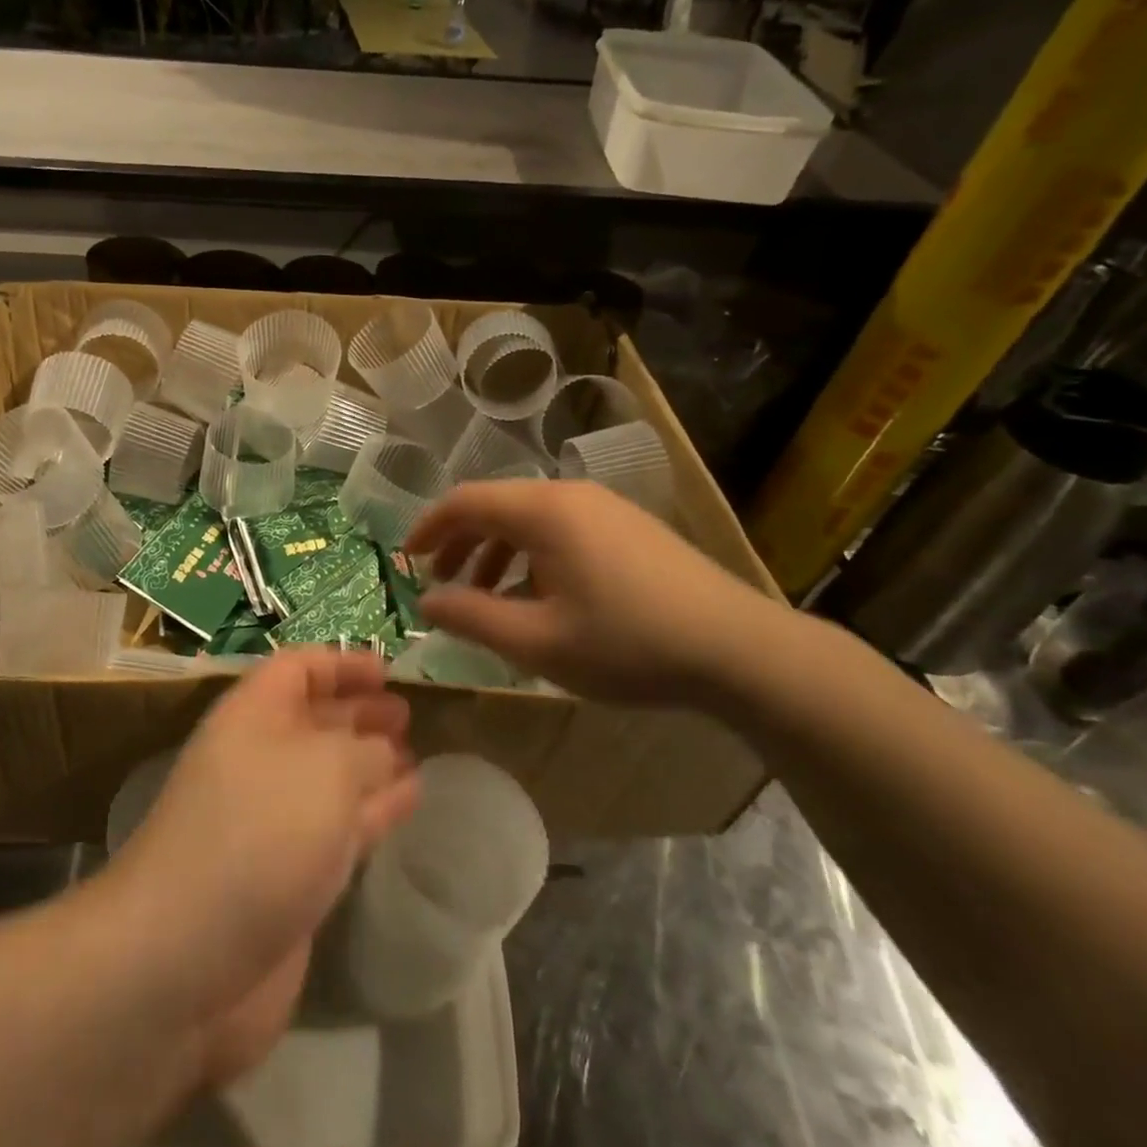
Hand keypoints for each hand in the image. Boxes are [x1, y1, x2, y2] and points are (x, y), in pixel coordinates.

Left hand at [105, 649, 418, 1085]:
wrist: (189, 957)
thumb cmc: (259, 831)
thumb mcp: (326, 768)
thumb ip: (366, 750)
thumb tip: (384, 752)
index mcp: (252, 715)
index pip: (298, 668)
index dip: (342, 663)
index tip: (389, 670)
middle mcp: (259, 759)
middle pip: (314, 721)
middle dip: (360, 713)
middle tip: (410, 713)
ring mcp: (272, 820)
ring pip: (330, 776)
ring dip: (372, 763)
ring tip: (416, 752)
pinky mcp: (288, 874)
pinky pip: (339, 827)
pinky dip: (374, 810)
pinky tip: (409, 800)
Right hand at [405, 479, 787, 708]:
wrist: (739, 650)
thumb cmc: (627, 644)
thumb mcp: (537, 641)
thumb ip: (472, 617)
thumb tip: (426, 602)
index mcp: (544, 511)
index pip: (465, 501)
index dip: (429, 528)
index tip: (407, 561)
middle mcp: (571, 495)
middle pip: (496, 506)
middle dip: (461, 544)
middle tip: (442, 586)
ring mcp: (606, 509)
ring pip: (530, 520)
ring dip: (497, 554)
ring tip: (487, 599)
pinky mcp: (630, 528)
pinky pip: (562, 531)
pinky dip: (532, 557)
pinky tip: (539, 599)